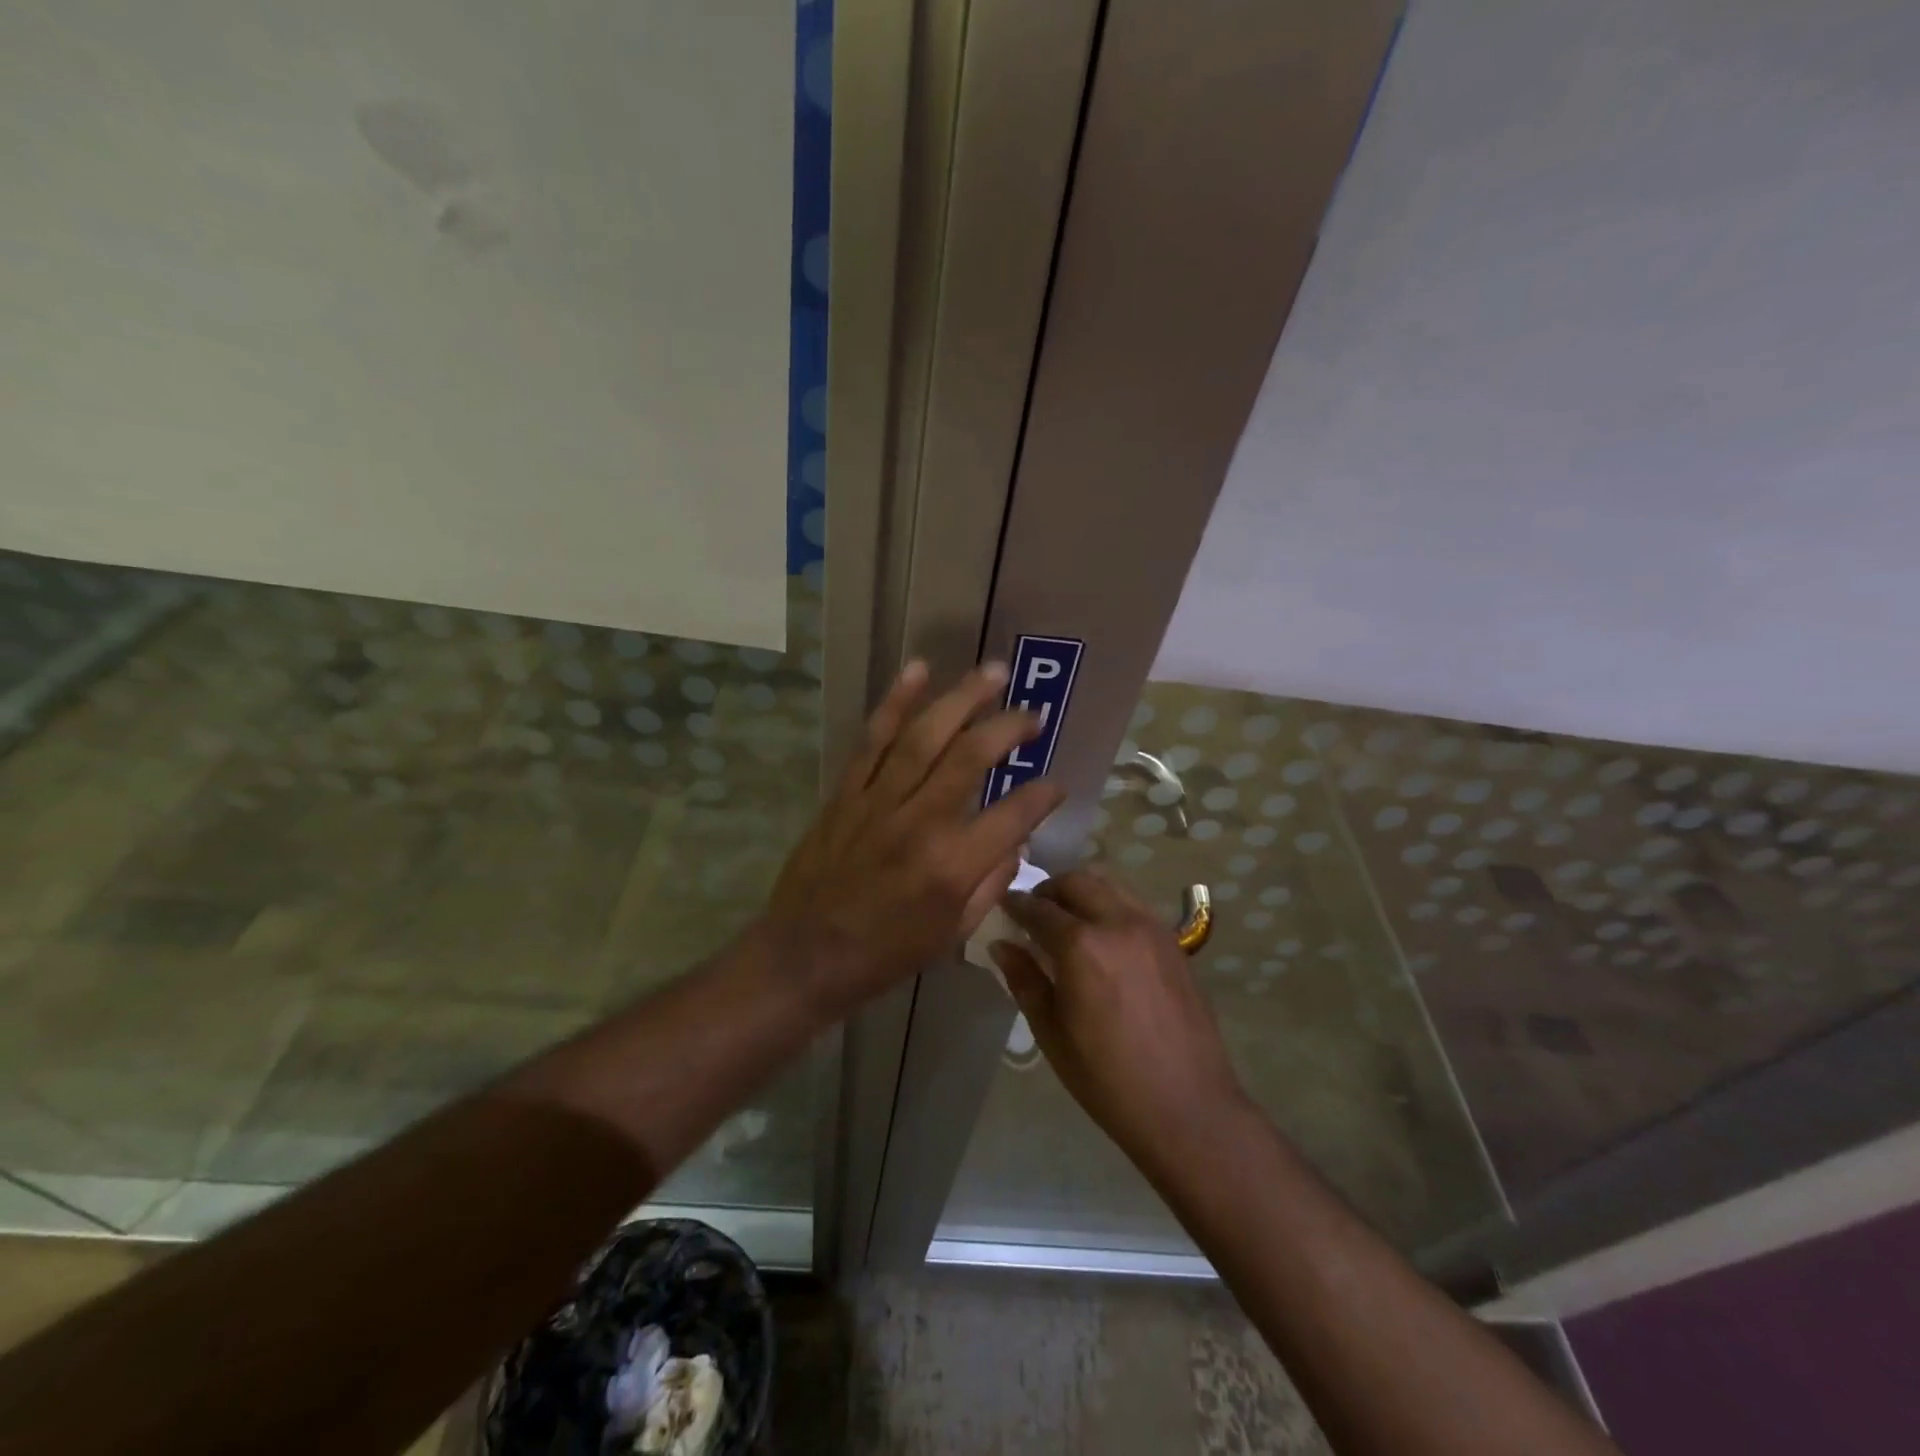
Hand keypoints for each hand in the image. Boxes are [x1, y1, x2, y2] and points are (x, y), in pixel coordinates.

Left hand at [762, 660, 1064, 1016]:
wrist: (804, 956)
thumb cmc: (885, 954)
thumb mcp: (953, 935)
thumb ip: (991, 884)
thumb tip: (1014, 841)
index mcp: (952, 867)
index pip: (1013, 815)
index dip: (1043, 795)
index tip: (1056, 784)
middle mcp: (920, 824)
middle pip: (972, 757)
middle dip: (1009, 727)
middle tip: (1033, 715)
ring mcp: (878, 802)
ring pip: (925, 736)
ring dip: (962, 698)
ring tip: (993, 673)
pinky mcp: (847, 793)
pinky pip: (873, 739)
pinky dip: (895, 702)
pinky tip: (918, 671)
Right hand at [995, 871, 1247, 1165]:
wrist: (1187, 1106)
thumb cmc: (1107, 1078)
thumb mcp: (1052, 1033)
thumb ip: (1024, 980)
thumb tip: (1003, 945)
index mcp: (1081, 945)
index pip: (1039, 908)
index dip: (1016, 904)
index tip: (1003, 906)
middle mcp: (1117, 922)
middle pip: (1077, 882)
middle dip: (1050, 890)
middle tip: (1034, 912)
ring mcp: (1151, 927)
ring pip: (1109, 885)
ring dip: (1082, 892)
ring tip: (1069, 920)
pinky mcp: (1173, 941)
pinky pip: (1134, 904)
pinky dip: (1110, 905)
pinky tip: (1104, 937)